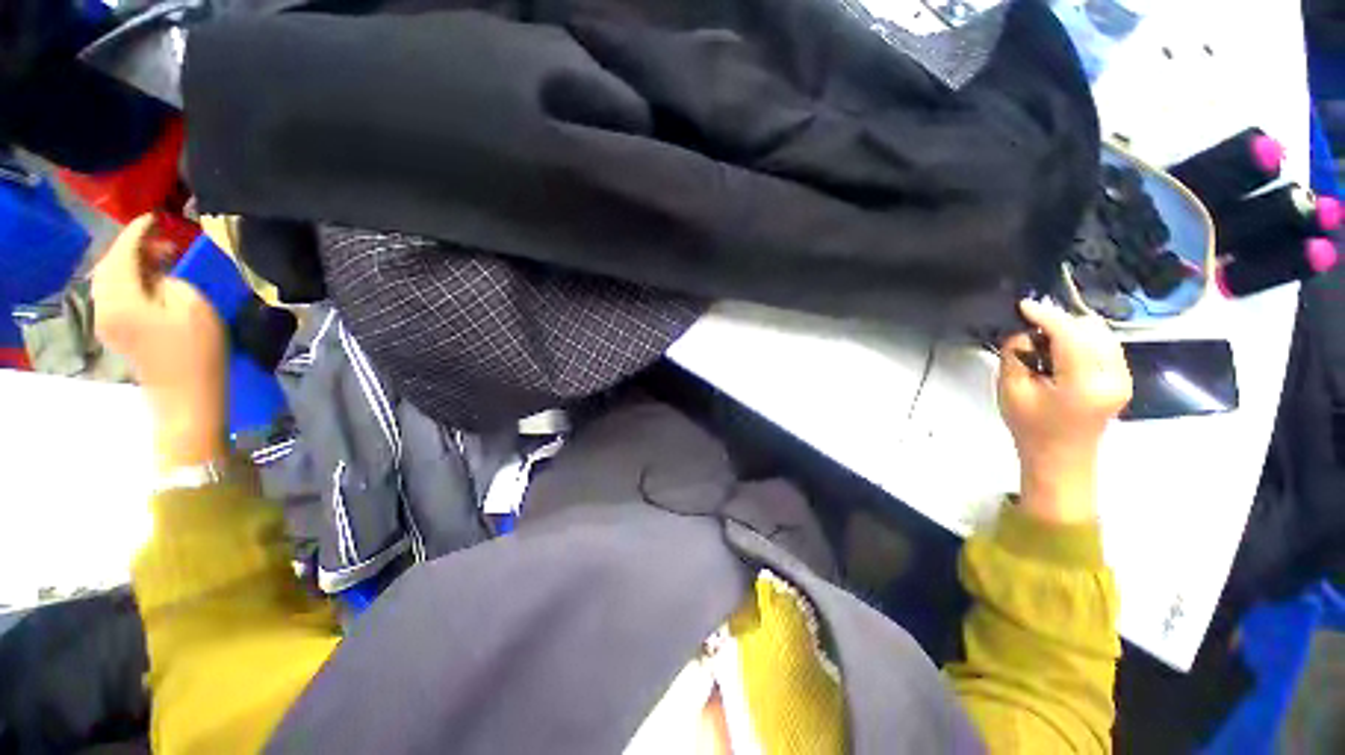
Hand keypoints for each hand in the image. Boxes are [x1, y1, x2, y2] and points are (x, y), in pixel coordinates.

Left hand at [92, 215, 228, 470]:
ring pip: (109, 279)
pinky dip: (129, 280)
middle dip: (132, 247)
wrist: (187, 396)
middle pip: (110, 264)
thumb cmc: (197, 351)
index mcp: (121, 298)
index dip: (139, 231)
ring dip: (131, 264)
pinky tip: (149, 281)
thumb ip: (170, 279)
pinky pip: (114, 294)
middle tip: (162, 239)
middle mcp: (104, 305)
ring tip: (159, 258)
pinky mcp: (116, 331)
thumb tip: (158, 272)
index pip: (122, 252)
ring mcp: (107, 321)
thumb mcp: (193, 306)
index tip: (157, 217)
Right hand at [997, 299, 1131, 523]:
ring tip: (1044, 338)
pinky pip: (1105, 344)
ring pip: (1102, 334)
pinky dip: (1082, 338)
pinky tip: (1061, 348)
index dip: (1047, 316)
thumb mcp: (1011, 391)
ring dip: (1072, 328)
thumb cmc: (1031, 429)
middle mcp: (1113, 377)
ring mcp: (1123, 378)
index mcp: (1084, 385)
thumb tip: (1023, 333)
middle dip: (1060, 321)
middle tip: (1030, 326)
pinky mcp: (1123, 378)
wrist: (1061, 459)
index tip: (1023, 305)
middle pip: (1092, 330)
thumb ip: (1015, 357)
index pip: (1071, 336)